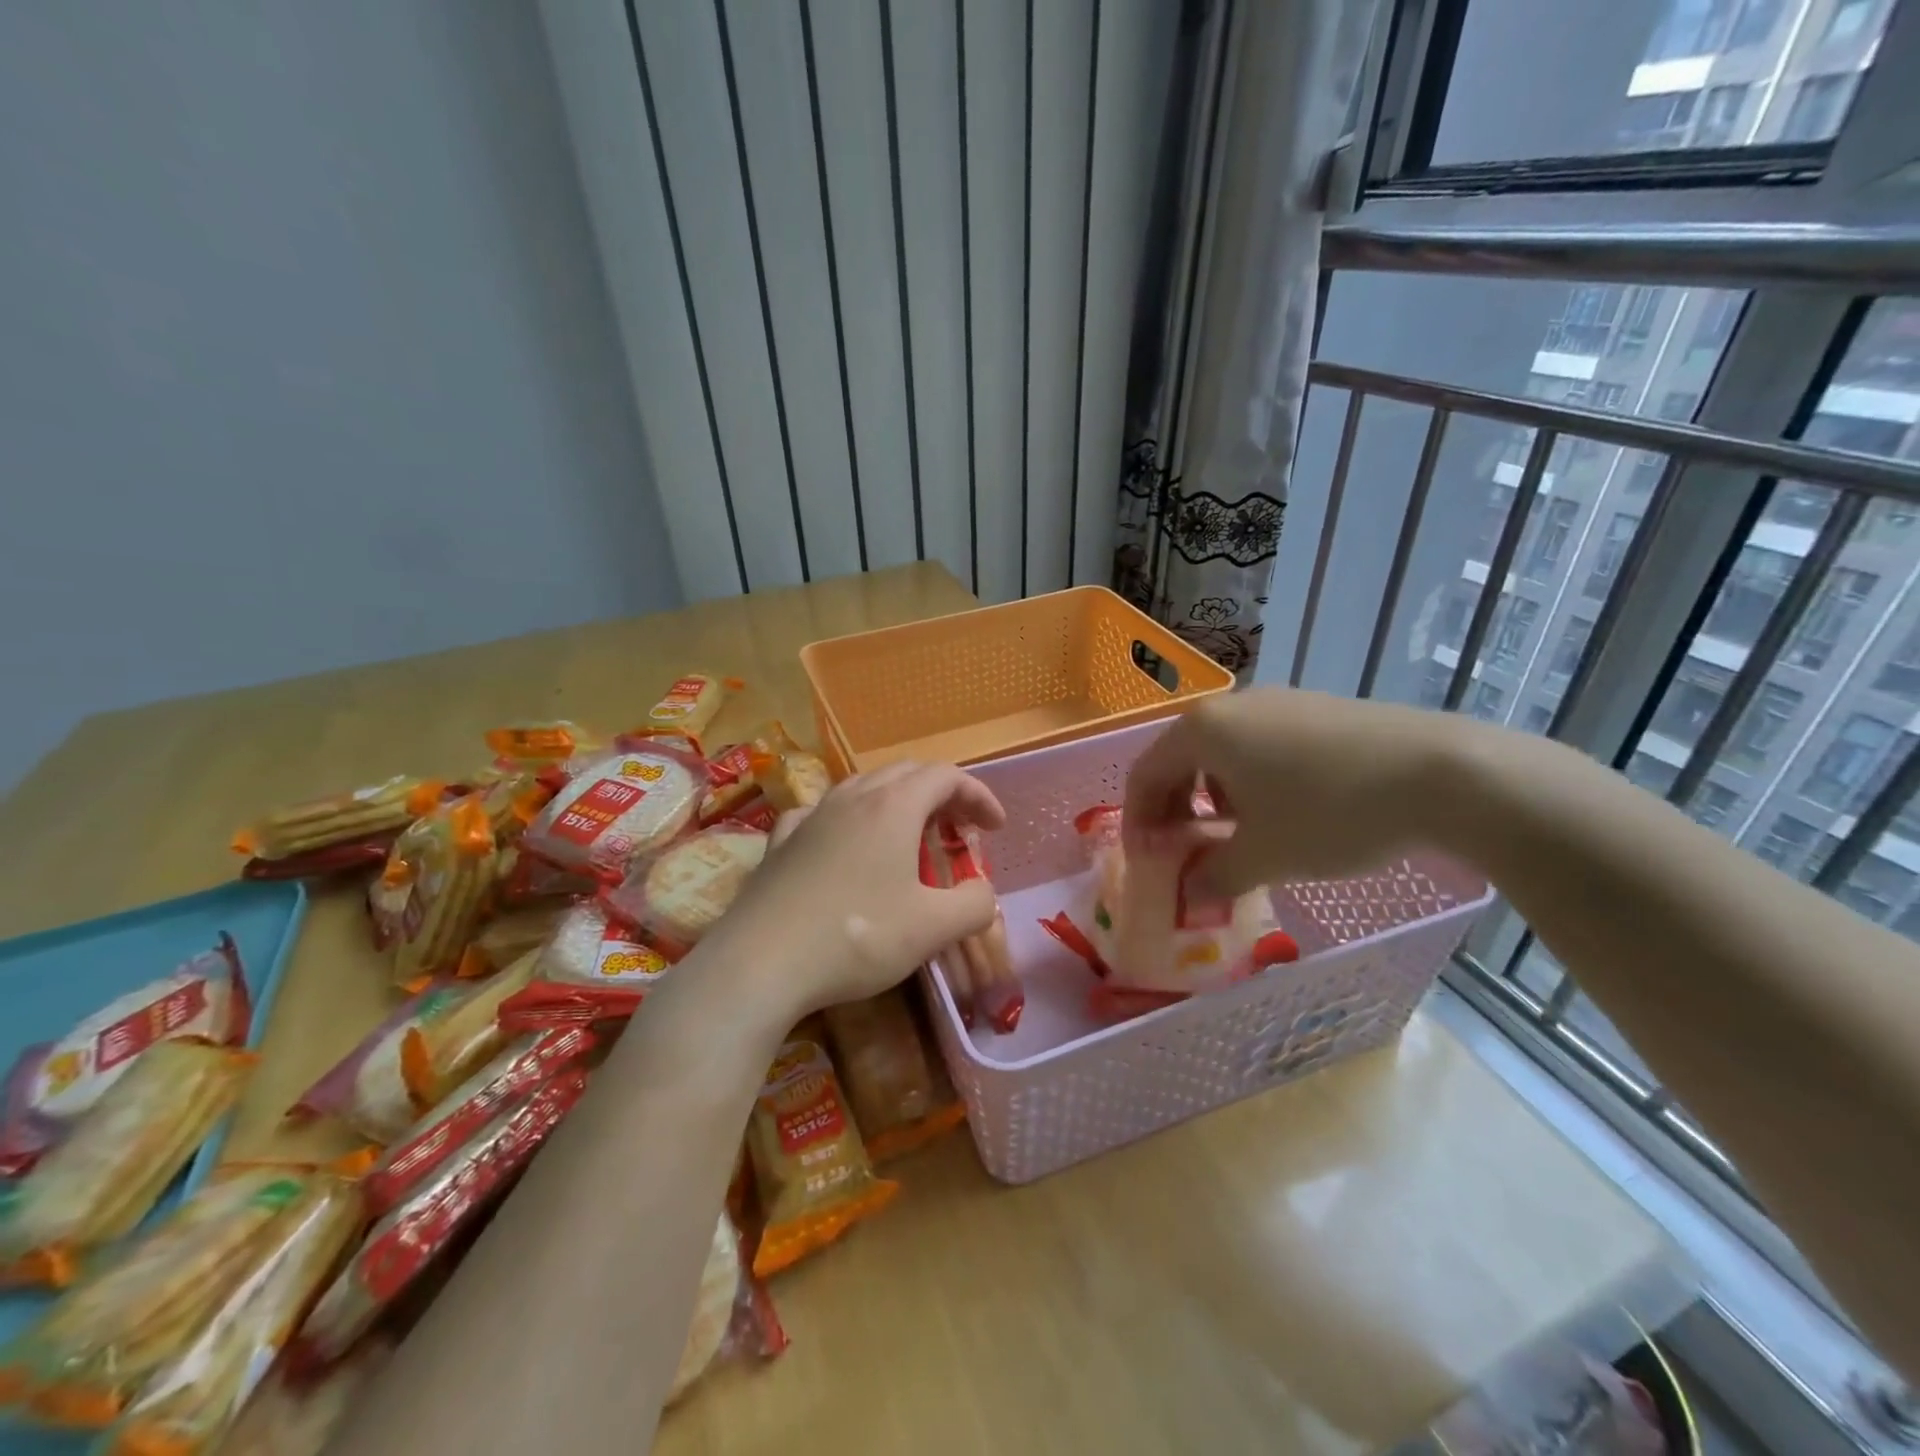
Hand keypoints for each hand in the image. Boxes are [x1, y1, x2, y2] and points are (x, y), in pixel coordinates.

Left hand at [706, 762, 1005, 1019]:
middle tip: (959, 829)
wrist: (759, 963)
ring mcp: (811, 816)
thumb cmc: (857, 937)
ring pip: (863, 787)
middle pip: (906, 773)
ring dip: (897, 802)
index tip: (996, 827)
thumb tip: (984, 893)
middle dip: (942, 794)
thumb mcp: (932, 928)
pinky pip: (822, 813)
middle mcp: (852, 798)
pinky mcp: (780, 842)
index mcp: (894, 807)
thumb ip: (974, 905)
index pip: (946, 776)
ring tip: (910, 836)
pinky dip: (848, 819)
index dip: (978, 795)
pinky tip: (844, 843)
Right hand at [1123, 688, 1468, 893]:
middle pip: (1178, 757)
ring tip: (1233, 834)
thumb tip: (1190, 895)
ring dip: (1210, 795)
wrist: (1442, 773)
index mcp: (1202, 731)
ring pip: (1220, 751)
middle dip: (1173, 808)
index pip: (1144, 774)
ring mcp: (1277, 702)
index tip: (1147, 859)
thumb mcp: (1264, 856)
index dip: (1138, 820)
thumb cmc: (1330, 812)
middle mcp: (1231, 707)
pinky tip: (1279, 810)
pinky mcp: (1315, 709)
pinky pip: (1259, 744)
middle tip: (1182, 850)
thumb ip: (1214, 876)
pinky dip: (1247, 779)